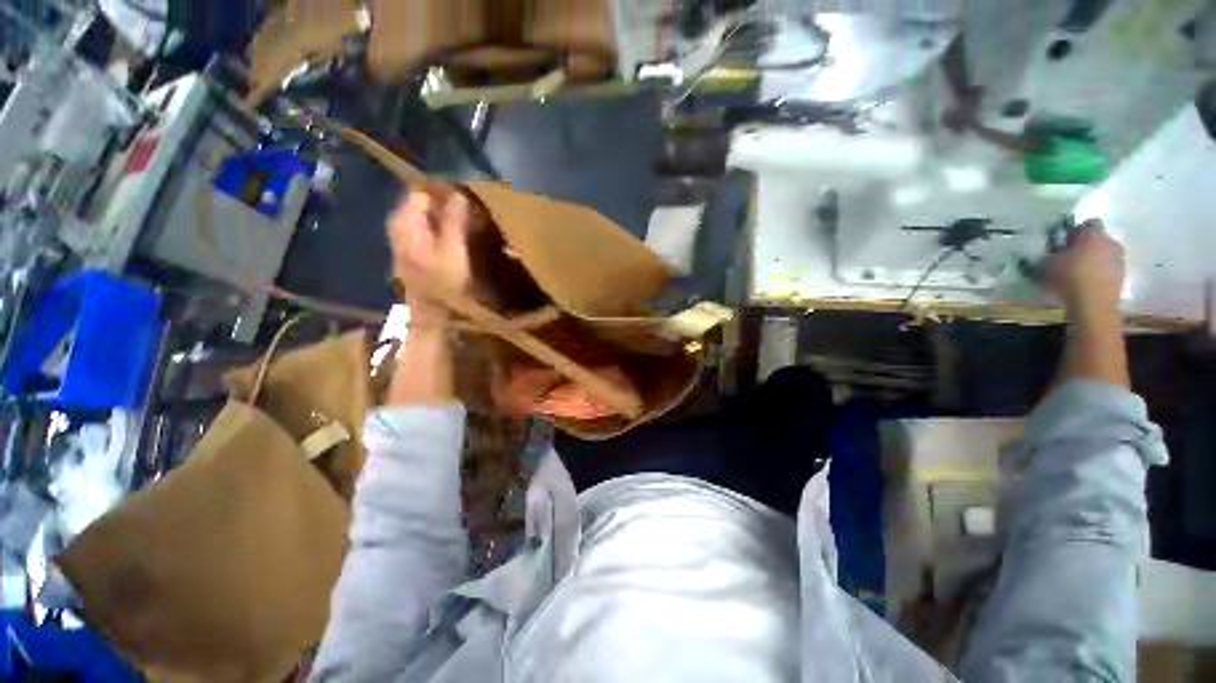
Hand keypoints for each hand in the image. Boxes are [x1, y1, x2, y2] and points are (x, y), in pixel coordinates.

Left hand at [387, 190, 471, 325]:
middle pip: (417, 205)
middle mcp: (398, 228)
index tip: (463, 200)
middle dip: (440, 206)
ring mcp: (401, 243)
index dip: (441, 194)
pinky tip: (450, 240)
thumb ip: (454, 221)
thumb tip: (459, 194)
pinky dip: (435, 231)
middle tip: (464, 213)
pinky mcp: (408, 255)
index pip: (419, 193)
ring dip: (439, 220)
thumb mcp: (454, 250)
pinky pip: (420, 232)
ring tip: (461, 225)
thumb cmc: (443, 282)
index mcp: (406, 223)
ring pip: (419, 220)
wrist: (429, 313)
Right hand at [1046, 220, 1125, 318]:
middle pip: (1097, 239)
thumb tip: (1038, 252)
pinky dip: (1098, 274)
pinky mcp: (1122, 277)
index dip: (1075, 231)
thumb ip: (1044, 255)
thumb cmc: (1068, 278)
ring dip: (1093, 261)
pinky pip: (1107, 270)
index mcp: (1093, 234)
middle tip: (1069, 258)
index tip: (1063, 242)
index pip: (1086, 224)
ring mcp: (1119, 260)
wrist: (1092, 305)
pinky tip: (1085, 285)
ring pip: (1104, 255)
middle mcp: (1110, 242)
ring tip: (1076, 274)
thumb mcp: (1044, 266)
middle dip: (1085, 247)